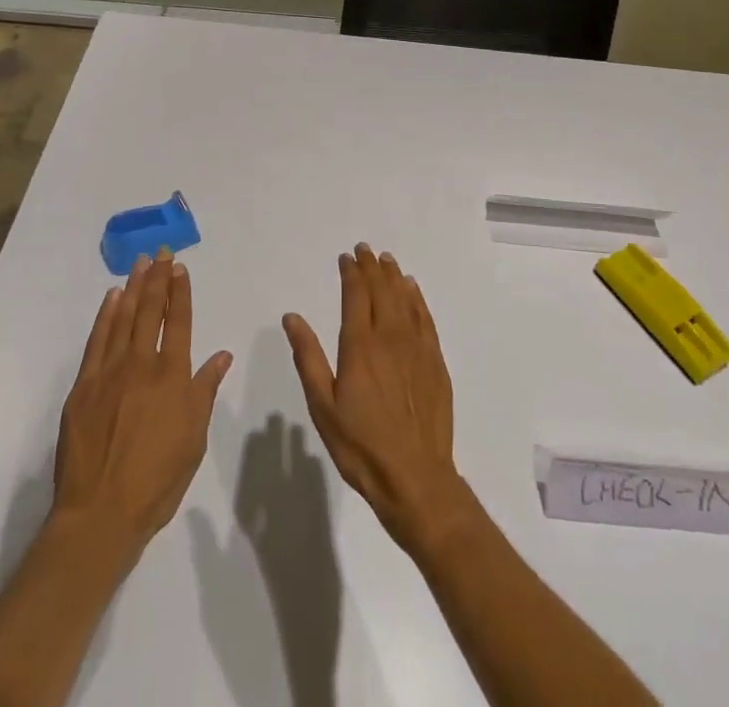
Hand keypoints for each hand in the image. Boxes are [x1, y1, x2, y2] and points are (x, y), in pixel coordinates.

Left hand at [52, 251, 232, 557]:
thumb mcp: (193, 439)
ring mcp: (109, 372)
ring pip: (123, 318)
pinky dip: (106, 315)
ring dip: (133, 287)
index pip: (179, 322)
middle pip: (151, 311)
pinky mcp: (83, 386)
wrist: (100, 513)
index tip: (179, 267)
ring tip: (139, 263)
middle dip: (157, 278)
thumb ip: (205, 392)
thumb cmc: (156, 481)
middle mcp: (142, 364)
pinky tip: (112, 299)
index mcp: (172, 376)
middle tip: (160, 252)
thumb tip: (221, 355)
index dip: (180, 292)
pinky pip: (97, 340)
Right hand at [283, 244, 474, 555]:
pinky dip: (417, 299)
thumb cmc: (361, 446)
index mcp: (359, 345)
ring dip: (394, 277)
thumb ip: (308, 357)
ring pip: (404, 300)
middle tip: (365, 250)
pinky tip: (413, 290)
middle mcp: (389, 337)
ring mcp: (416, 348)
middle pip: (381, 290)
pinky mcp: (435, 363)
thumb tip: (292, 317)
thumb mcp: (323, 406)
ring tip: (386, 260)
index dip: (351, 273)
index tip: (346, 257)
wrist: (416, 479)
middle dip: (371, 267)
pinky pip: (425, 319)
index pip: (356, 295)